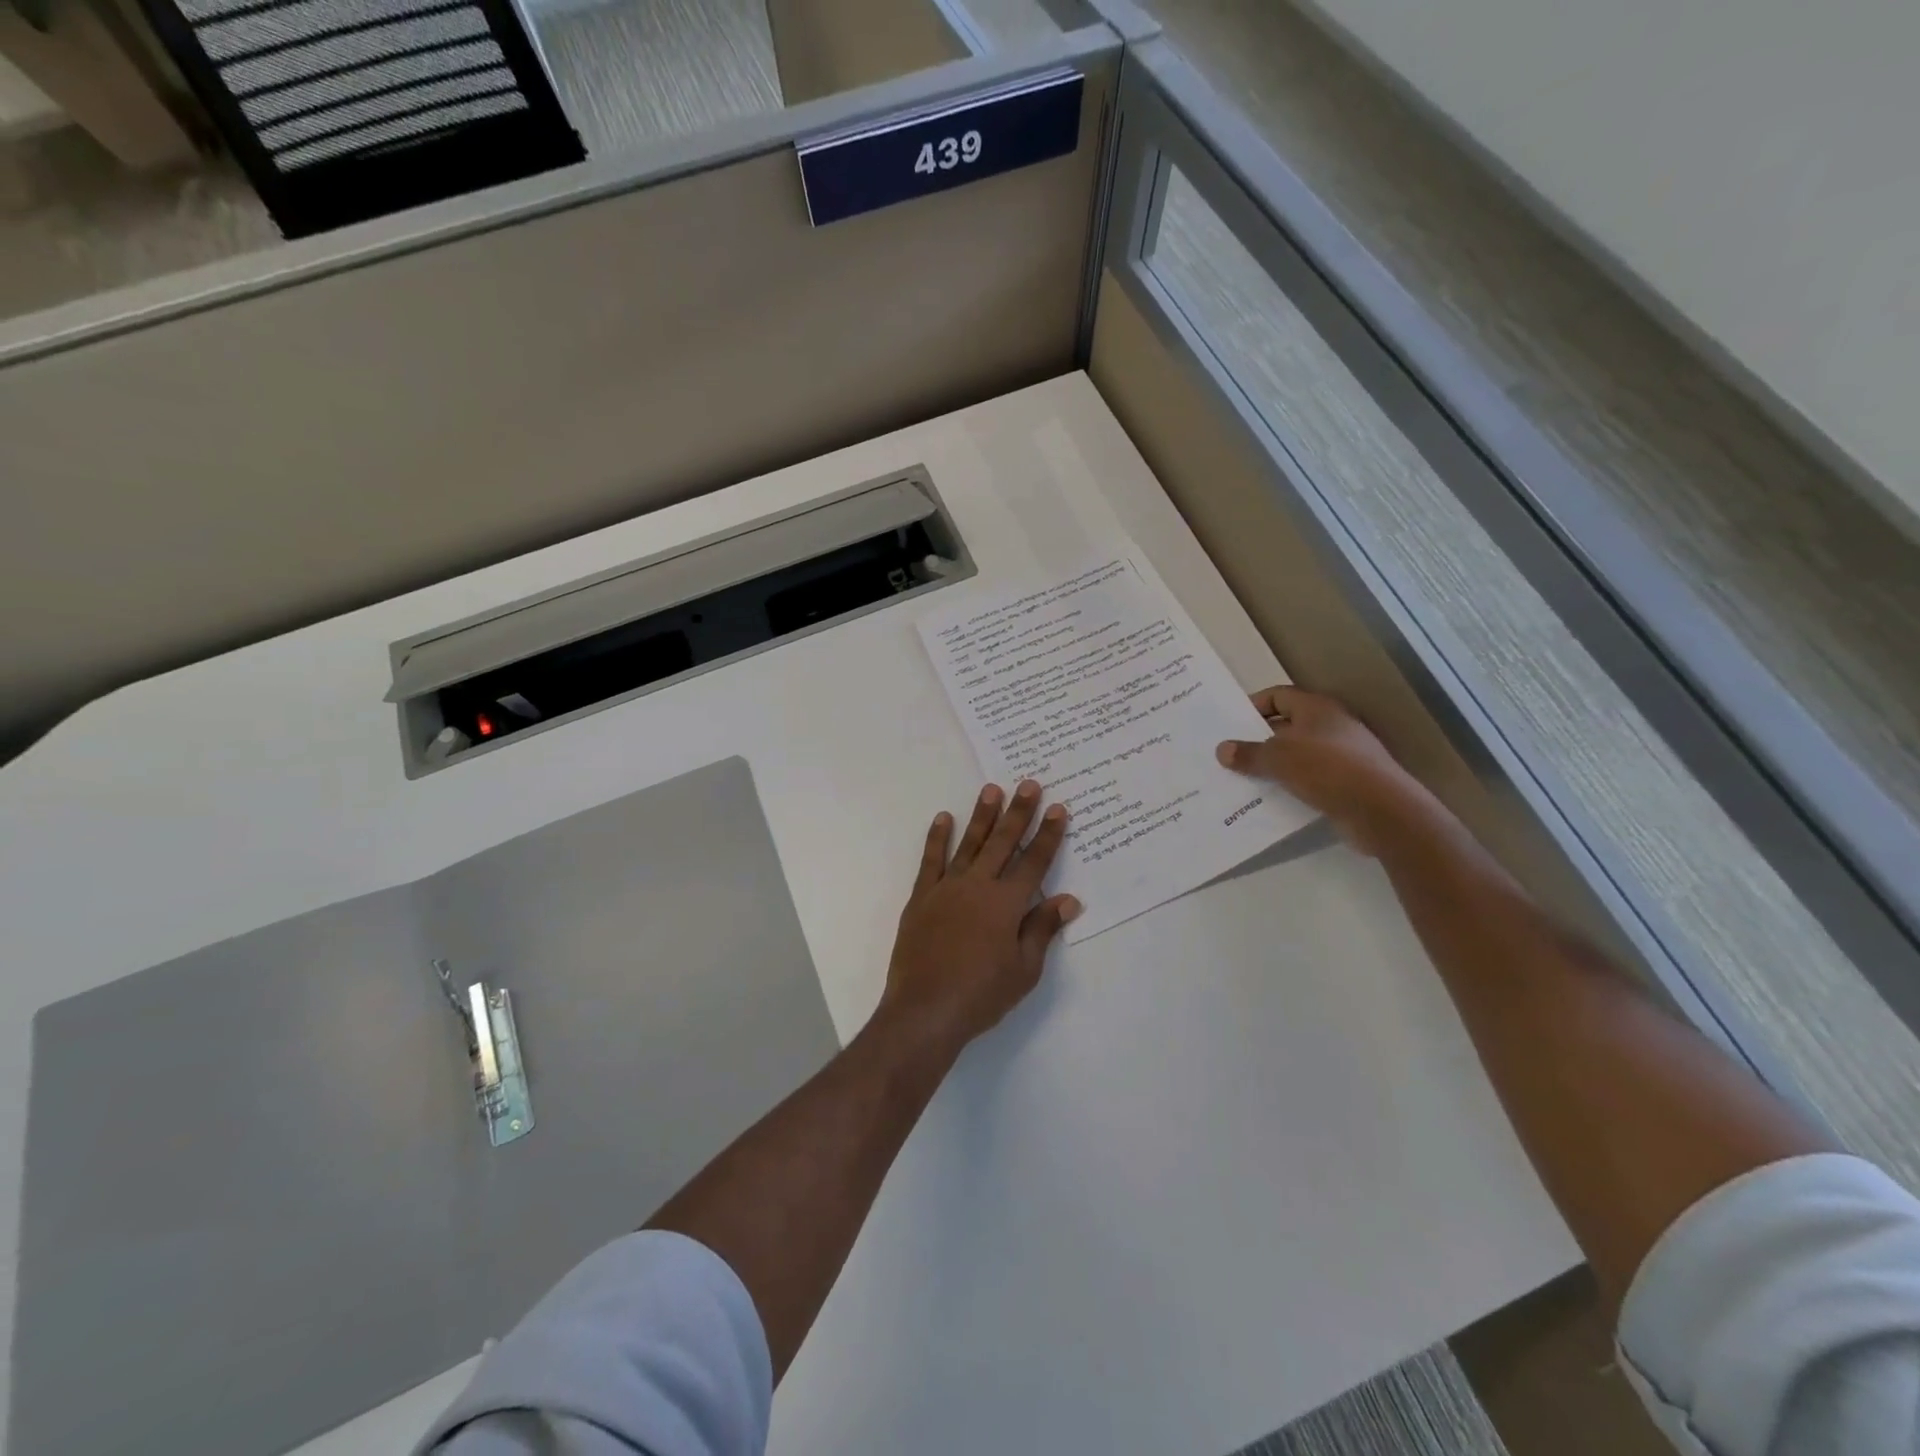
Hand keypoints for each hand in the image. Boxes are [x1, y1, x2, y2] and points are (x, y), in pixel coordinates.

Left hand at [880, 780, 1080, 1051]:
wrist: (925, 1010)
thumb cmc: (982, 995)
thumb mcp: (1024, 970)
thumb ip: (1042, 929)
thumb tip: (1068, 899)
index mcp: (1007, 904)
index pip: (1035, 862)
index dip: (1048, 835)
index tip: (1058, 809)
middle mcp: (978, 886)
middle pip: (1003, 843)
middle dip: (1018, 812)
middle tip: (1028, 784)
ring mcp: (947, 889)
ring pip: (969, 844)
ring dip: (982, 816)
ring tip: (991, 789)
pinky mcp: (921, 898)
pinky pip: (931, 861)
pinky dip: (937, 839)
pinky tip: (943, 818)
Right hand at [1215, 687, 1427, 854]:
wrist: (1380, 810)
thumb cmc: (1326, 769)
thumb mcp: (1278, 758)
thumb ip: (1248, 753)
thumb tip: (1222, 750)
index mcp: (1316, 709)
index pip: (1279, 695)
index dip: (1254, 705)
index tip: (1231, 723)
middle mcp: (1331, 726)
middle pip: (1287, 726)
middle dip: (1259, 739)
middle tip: (1230, 753)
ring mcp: (1342, 755)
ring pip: (1297, 754)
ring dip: (1273, 765)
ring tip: (1242, 778)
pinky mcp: (1347, 782)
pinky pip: (1309, 778)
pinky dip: (1289, 785)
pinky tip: (1270, 799)